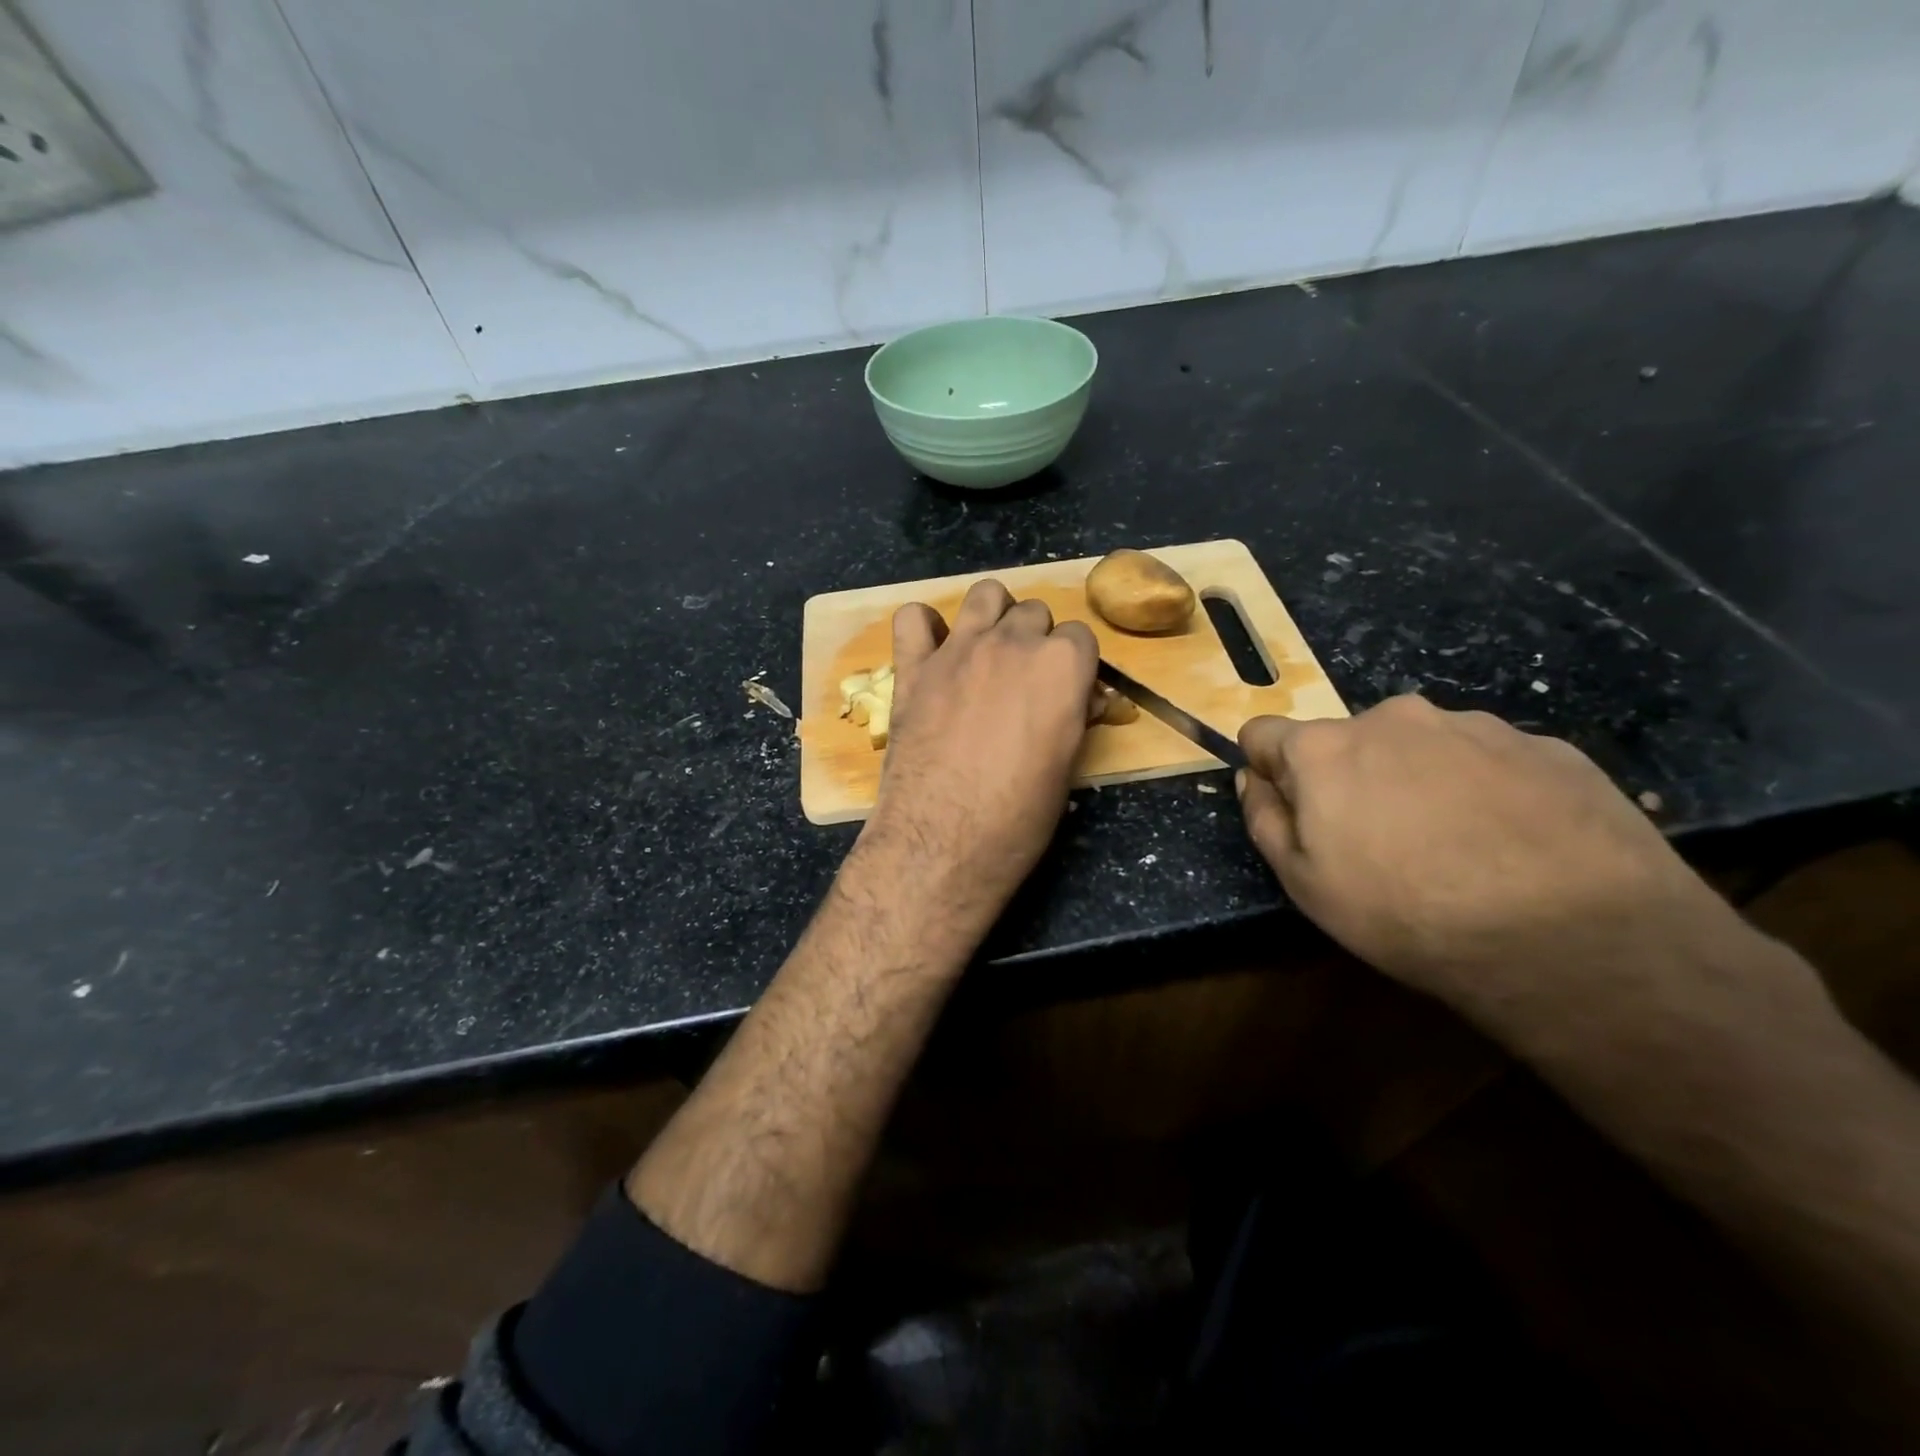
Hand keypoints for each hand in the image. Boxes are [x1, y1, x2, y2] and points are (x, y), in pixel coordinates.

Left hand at [856, 580, 1096, 923]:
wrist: (944, 841)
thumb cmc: (1019, 816)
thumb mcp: (1068, 766)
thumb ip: (1074, 715)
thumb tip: (1081, 698)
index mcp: (1061, 664)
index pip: (1080, 636)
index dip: (1075, 665)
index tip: (1067, 692)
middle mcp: (1012, 643)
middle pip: (1034, 612)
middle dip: (1037, 641)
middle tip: (1025, 682)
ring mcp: (958, 650)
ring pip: (985, 595)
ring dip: (993, 615)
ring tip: (988, 651)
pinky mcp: (914, 668)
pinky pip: (911, 617)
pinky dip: (923, 627)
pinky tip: (932, 651)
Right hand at [1235, 694, 1749, 1031]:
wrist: (1573, 937)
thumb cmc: (1408, 913)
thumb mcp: (1305, 884)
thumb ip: (1265, 819)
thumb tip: (1253, 779)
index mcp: (1326, 747)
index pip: (1264, 733)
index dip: (1269, 771)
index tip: (1295, 812)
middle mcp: (1393, 717)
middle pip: (1347, 740)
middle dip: (1350, 778)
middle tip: (1382, 842)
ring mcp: (1474, 725)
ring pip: (1420, 746)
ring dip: (1419, 780)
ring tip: (1459, 846)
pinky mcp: (1545, 745)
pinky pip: (1488, 760)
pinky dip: (1484, 789)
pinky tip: (1513, 843)